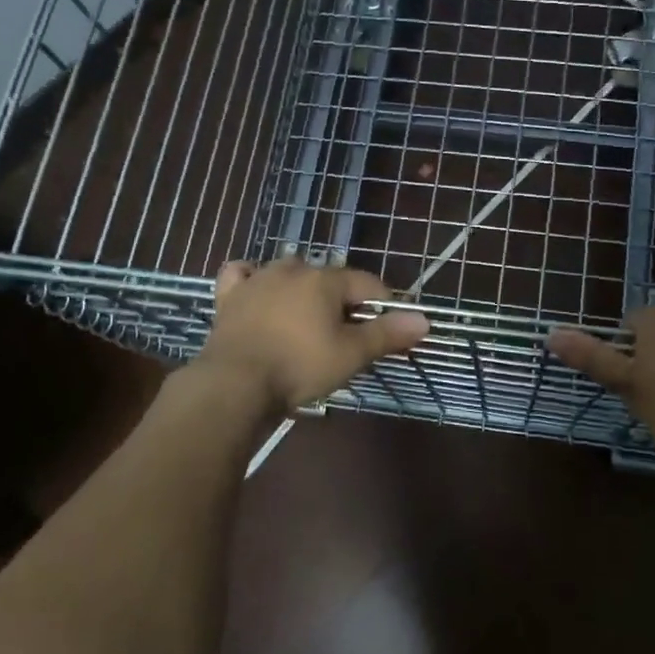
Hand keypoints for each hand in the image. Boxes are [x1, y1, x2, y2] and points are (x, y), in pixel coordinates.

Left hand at [193, 258, 429, 414]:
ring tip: (308, 318)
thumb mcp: (351, 354)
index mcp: (325, 279)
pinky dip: (251, 279)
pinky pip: (241, 275)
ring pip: (288, 273)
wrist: (235, 384)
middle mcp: (292, 270)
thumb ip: (387, 334)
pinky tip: (256, 289)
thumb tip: (425, 320)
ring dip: (302, 288)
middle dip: (342, 300)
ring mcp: (257, 280)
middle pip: (328, 279)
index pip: (366, 284)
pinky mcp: (229, 297)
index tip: (390, 328)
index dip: (383, 304)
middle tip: (348, 334)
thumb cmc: (300, 366)